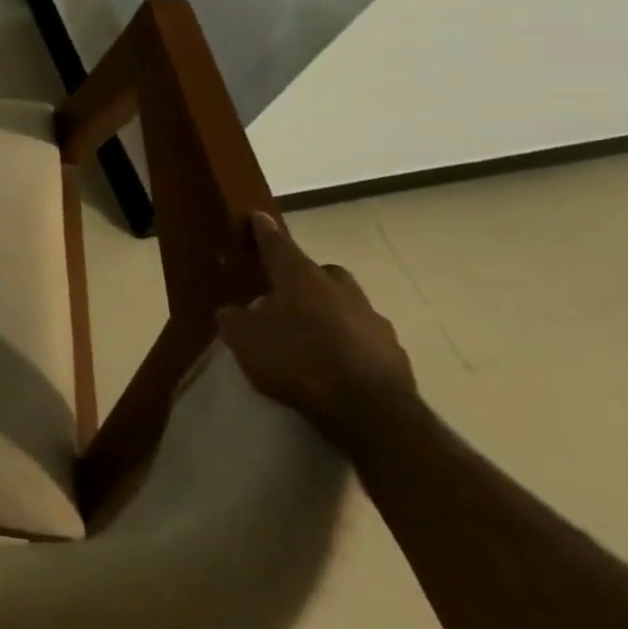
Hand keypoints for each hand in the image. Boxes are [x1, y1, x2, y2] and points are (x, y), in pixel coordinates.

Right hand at [216, 213, 414, 434]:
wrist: (369, 411)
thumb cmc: (296, 360)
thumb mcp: (243, 338)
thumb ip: (234, 318)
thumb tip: (234, 311)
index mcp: (300, 278)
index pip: (278, 244)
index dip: (264, 232)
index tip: (258, 217)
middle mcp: (340, 290)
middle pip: (322, 272)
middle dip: (306, 277)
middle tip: (286, 294)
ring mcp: (373, 320)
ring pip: (347, 305)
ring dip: (330, 312)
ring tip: (309, 336)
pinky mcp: (394, 353)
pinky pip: (363, 338)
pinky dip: (348, 343)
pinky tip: (334, 363)